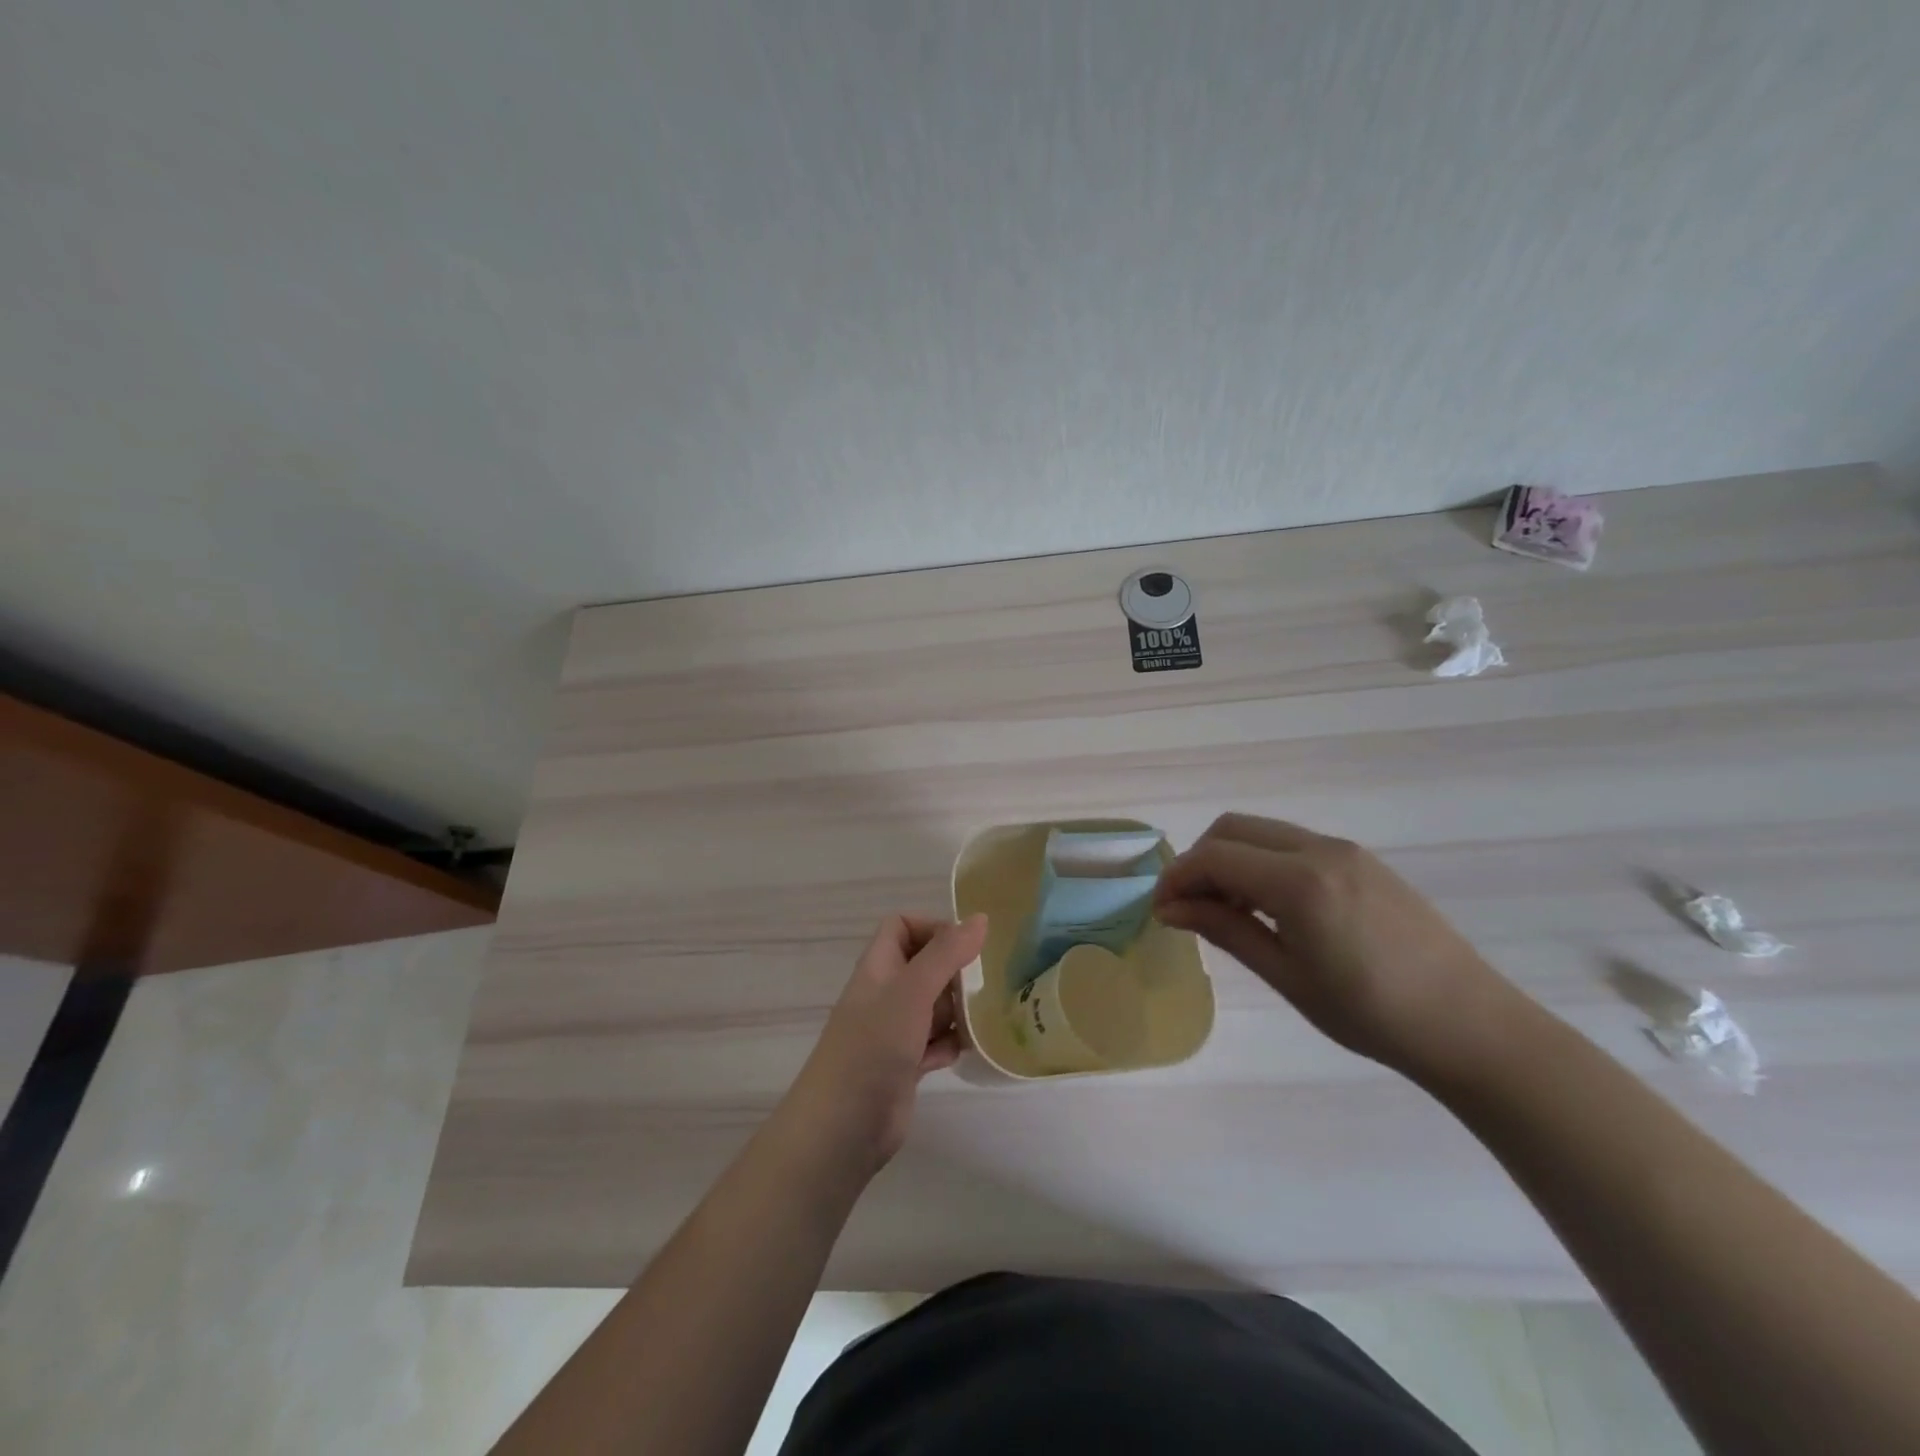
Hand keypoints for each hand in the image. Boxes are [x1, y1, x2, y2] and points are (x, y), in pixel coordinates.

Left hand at [781, 914, 987, 1174]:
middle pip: (924, 965)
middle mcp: (886, 994)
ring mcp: (895, 1031)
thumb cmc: (872, 1047)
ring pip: (934, 1005)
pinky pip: (936, 1042)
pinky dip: (953, 1043)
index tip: (966, 946)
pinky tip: (971, 1050)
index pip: (902, 927)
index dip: (932, 928)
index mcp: (879, 967)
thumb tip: (981, 918)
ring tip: (989, 1014)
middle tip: (988, 983)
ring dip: (960, 1009)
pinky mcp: (906, 1065)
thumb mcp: (911, 991)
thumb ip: (946, 954)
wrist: (842, 1128)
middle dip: (955, 970)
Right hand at [1154, 814, 1524, 1078]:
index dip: (1177, 879)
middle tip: (1189, 909)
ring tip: (1227, 911)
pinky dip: (1262, 862)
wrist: (1471, 1026)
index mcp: (1299, 881)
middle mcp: (1319, 849)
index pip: (1214, 857)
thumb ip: (1225, 931)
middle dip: (1199, 861)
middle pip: (1232, 829)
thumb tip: (1170, 909)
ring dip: (1231, 859)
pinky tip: (1270, 907)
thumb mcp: (1287, 976)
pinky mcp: (1361, 860)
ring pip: (1262, 832)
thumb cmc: (1371, 1014)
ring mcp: (1345, 850)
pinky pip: (1292, 843)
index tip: (1160, 911)